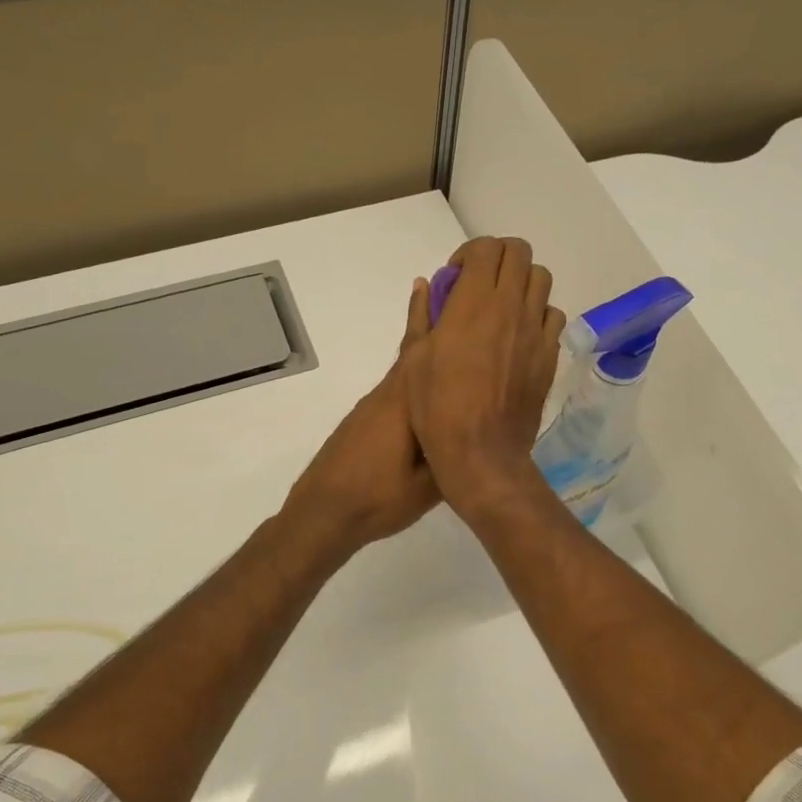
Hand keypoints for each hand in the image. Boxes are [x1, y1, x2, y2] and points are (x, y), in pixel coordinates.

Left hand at [280, 279, 439, 554]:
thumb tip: (478, 430)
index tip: (454, 288)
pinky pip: (396, 387)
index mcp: (406, 404)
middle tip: (450, 290)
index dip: (438, 319)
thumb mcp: (430, 485)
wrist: (323, 513)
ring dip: (423, 345)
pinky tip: (425, 385)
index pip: (426, 351)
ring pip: (405, 368)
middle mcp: (388, 395)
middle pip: (414, 350)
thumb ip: (455, 454)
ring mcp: (373, 407)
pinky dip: (413, 372)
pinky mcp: (365, 420)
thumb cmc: (379, 498)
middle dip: (432, 319)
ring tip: (446, 329)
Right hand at [402, 237, 563, 513]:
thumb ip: (422, 315)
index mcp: (474, 301)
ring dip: (520, 282)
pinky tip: (520, 335)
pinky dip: (537, 314)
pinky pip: (552, 316)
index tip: (456, 277)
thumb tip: (425, 285)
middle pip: (519, 253)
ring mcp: (535, 330)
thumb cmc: (437, 407)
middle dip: (498, 257)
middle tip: (480, 283)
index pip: (486, 247)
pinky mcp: (550, 354)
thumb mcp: (415, 358)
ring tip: (503, 306)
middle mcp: (511, 306)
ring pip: (541, 279)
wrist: (481, 451)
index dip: (469, 253)